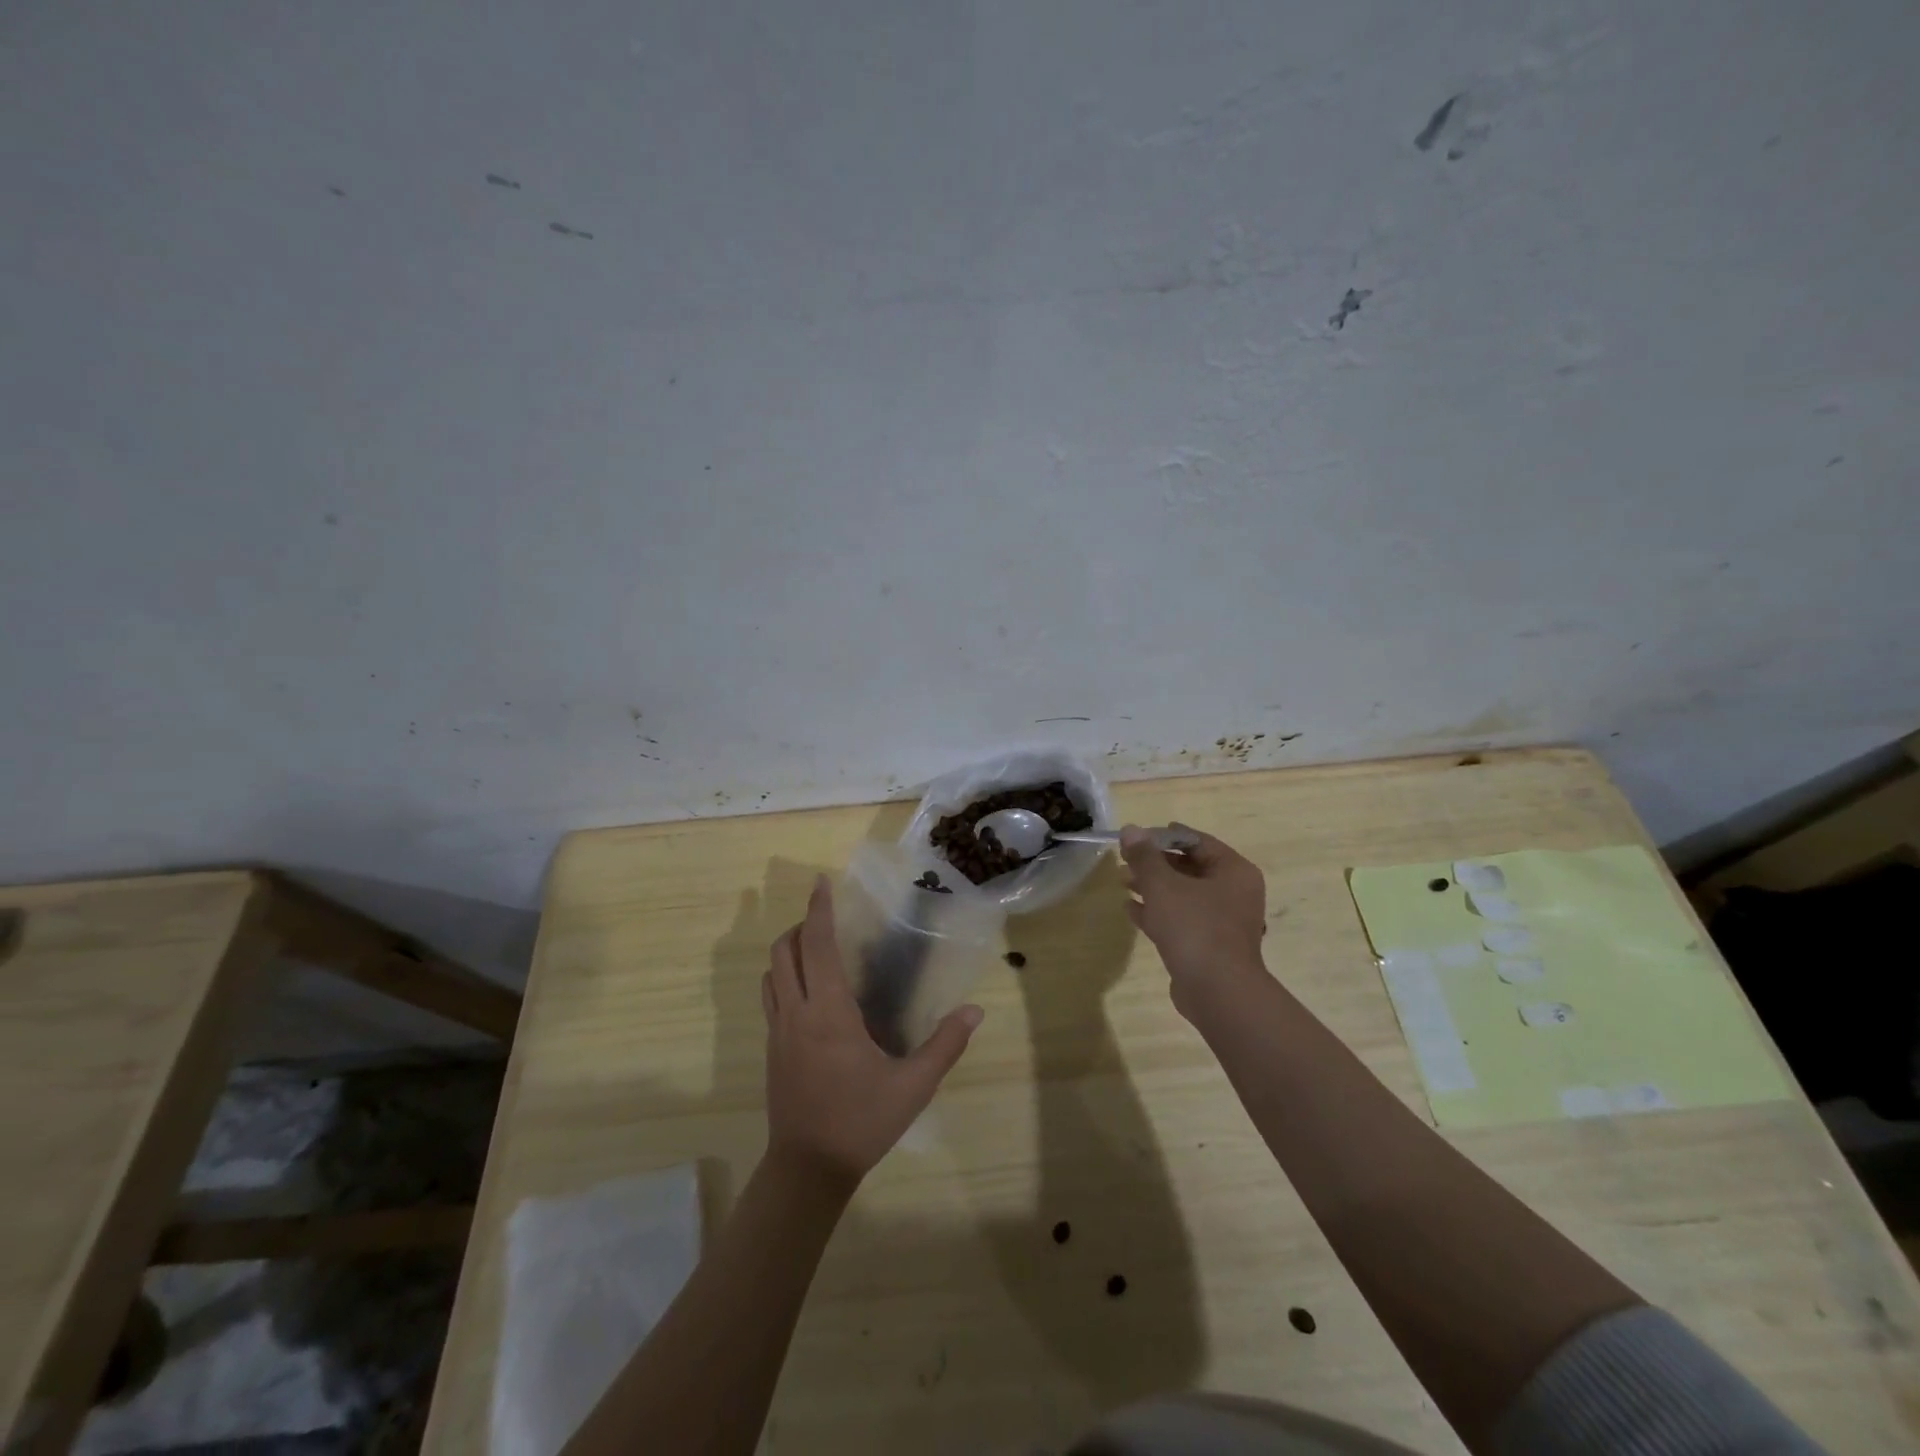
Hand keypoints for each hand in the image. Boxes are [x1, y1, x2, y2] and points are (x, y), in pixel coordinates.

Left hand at [761, 877, 983, 1189]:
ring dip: (788, 951)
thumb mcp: (913, 1086)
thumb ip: (945, 1045)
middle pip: (783, 951)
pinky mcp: (772, 1050)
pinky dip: (784, 978)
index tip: (821, 883)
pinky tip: (810, 994)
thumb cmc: (861, 1122)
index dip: (818, 910)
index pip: (816, 945)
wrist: (807, 1170)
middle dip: (800, 926)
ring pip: (771, 974)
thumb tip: (974, 1010)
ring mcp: (778, 1032)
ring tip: (816, 950)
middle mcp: (796, 1013)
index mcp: (828, 1012)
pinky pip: (771, 998)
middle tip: (827, 919)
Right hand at [1120, 825, 1269, 1015]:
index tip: (1135, 838)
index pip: (1197, 841)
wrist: (1217, 991)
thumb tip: (1130, 829)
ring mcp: (1224, 922)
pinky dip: (1158, 912)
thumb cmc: (1194, 927)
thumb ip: (1145, 856)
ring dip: (1153, 887)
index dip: (1163, 836)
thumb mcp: (1163, 885)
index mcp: (1234, 871)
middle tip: (1125, 860)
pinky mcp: (1210, 946)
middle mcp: (1235, 893)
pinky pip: (1182, 919)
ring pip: (1184, 894)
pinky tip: (1130, 909)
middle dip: (1155, 863)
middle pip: (1190, 867)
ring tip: (1122, 882)